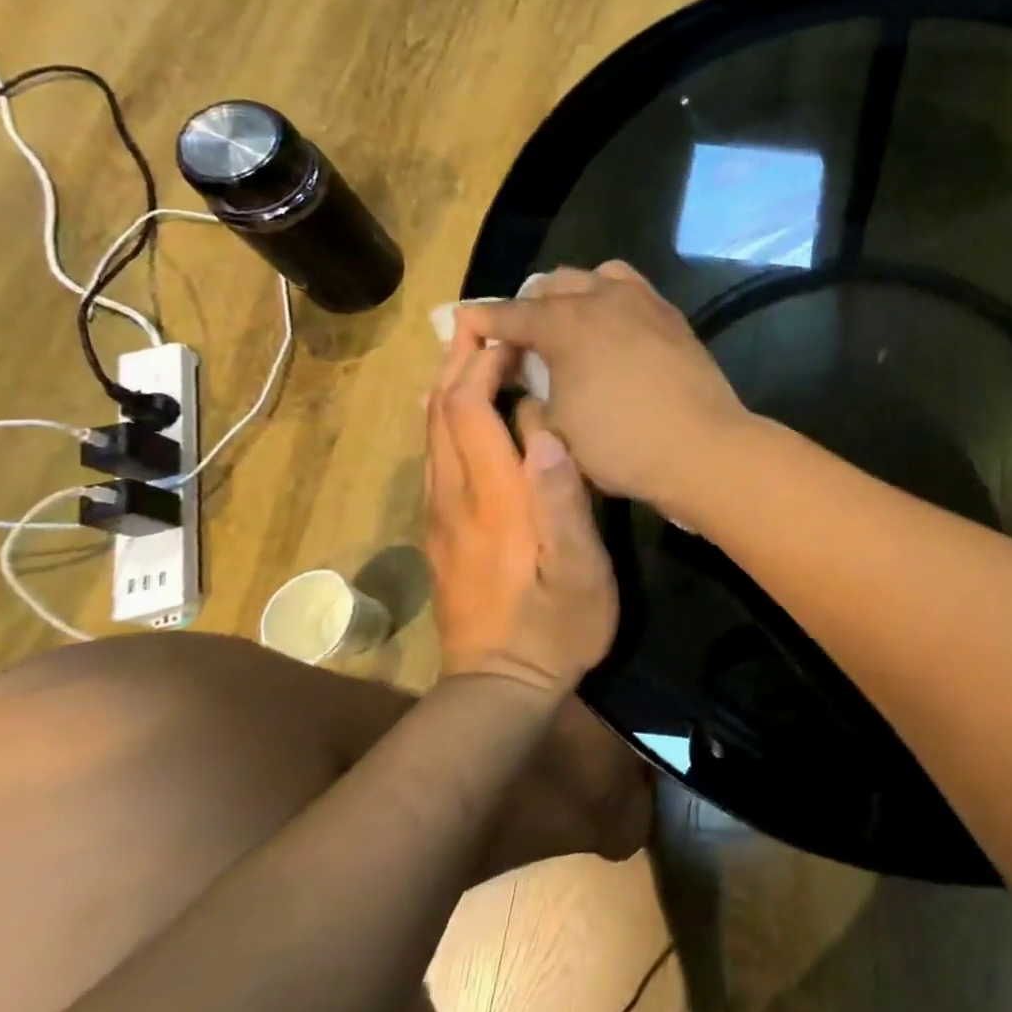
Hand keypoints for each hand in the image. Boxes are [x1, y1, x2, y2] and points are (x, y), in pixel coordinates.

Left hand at [424, 313, 615, 690]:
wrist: (498, 688)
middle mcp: (455, 496)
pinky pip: (434, 458)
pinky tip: (459, 412)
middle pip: (441, 413)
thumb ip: (565, 503)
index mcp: (494, 498)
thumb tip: (550, 434)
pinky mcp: (441, 532)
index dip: (484, 366)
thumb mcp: (581, 573)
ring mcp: (441, 515)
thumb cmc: (556, 627)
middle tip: (484, 324)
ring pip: (431, 433)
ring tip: (473, 353)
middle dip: (458, 362)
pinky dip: (444, 419)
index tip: (513, 336)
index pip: (470, 411)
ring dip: (448, 386)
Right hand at [456, 262, 748, 517]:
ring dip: (574, 295)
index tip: (461, 323)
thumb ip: (532, 393)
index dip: (480, 321)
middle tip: (521, 339)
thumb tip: (528, 379)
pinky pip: (633, 292)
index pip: (508, 314)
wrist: (702, 448)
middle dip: (528, 307)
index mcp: (563, 322)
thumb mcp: (556, 427)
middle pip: (551, 285)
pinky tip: (614, 330)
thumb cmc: (621, 444)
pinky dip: (612, 301)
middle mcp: (601, 297)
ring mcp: (643, 301)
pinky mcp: (673, 316)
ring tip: (570, 325)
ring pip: (596, 277)